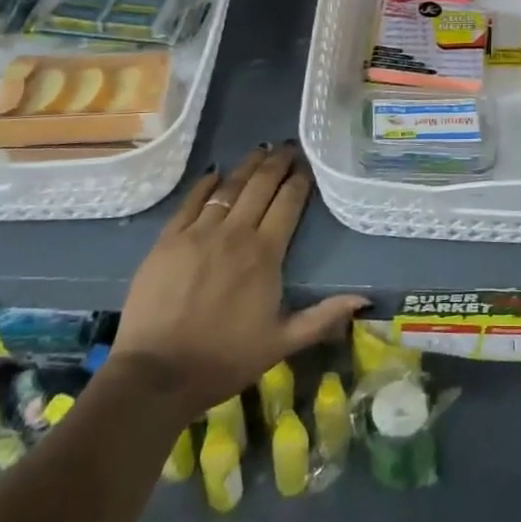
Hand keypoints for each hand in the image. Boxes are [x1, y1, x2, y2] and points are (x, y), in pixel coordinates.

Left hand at [113, 144, 367, 411]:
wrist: (157, 374)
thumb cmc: (225, 360)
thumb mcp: (282, 343)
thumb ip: (323, 317)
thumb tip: (364, 299)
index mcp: (265, 254)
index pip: (288, 203)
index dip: (299, 180)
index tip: (307, 165)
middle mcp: (235, 233)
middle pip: (260, 186)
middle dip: (277, 163)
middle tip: (288, 147)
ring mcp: (198, 233)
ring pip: (228, 187)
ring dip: (247, 166)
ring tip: (260, 151)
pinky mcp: (168, 240)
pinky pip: (191, 201)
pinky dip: (206, 184)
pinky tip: (215, 172)